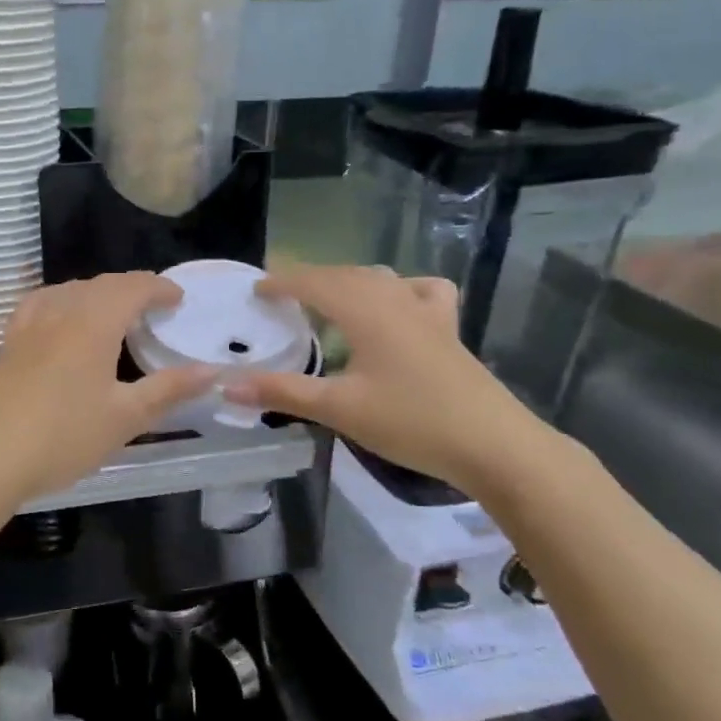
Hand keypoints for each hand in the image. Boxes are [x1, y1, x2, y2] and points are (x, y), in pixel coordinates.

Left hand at [0, 273, 214, 505]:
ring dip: (98, 293)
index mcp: (93, 322)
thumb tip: (212, 372)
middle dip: (132, 288)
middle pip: (101, 284)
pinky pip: (42, 303)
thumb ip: (169, 389)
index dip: (159, 287)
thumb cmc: (64, 437)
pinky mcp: (8, 341)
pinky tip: (62, 319)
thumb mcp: (125, 417)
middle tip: (154, 307)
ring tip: (115, 313)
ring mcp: (28, 323)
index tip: (178, 299)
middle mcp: (60, 310)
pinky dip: (64, 301)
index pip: (132, 287)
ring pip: (70, 290)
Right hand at [221, 264, 545, 495]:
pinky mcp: (448, 329)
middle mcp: (395, 299)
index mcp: (365, 310)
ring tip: (326, 301)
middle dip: (309, 280)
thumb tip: (227, 385)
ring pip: (379, 279)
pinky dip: (398, 289)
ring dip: (346, 282)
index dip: (282, 282)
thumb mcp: (339, 408)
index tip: (256, 290)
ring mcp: (427, 311)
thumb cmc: (411, 422)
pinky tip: (395, 306)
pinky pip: (420, 291)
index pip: (313, 283)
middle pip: (344, 276)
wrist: (493, 444)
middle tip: (280, 297)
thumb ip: (282, 392)